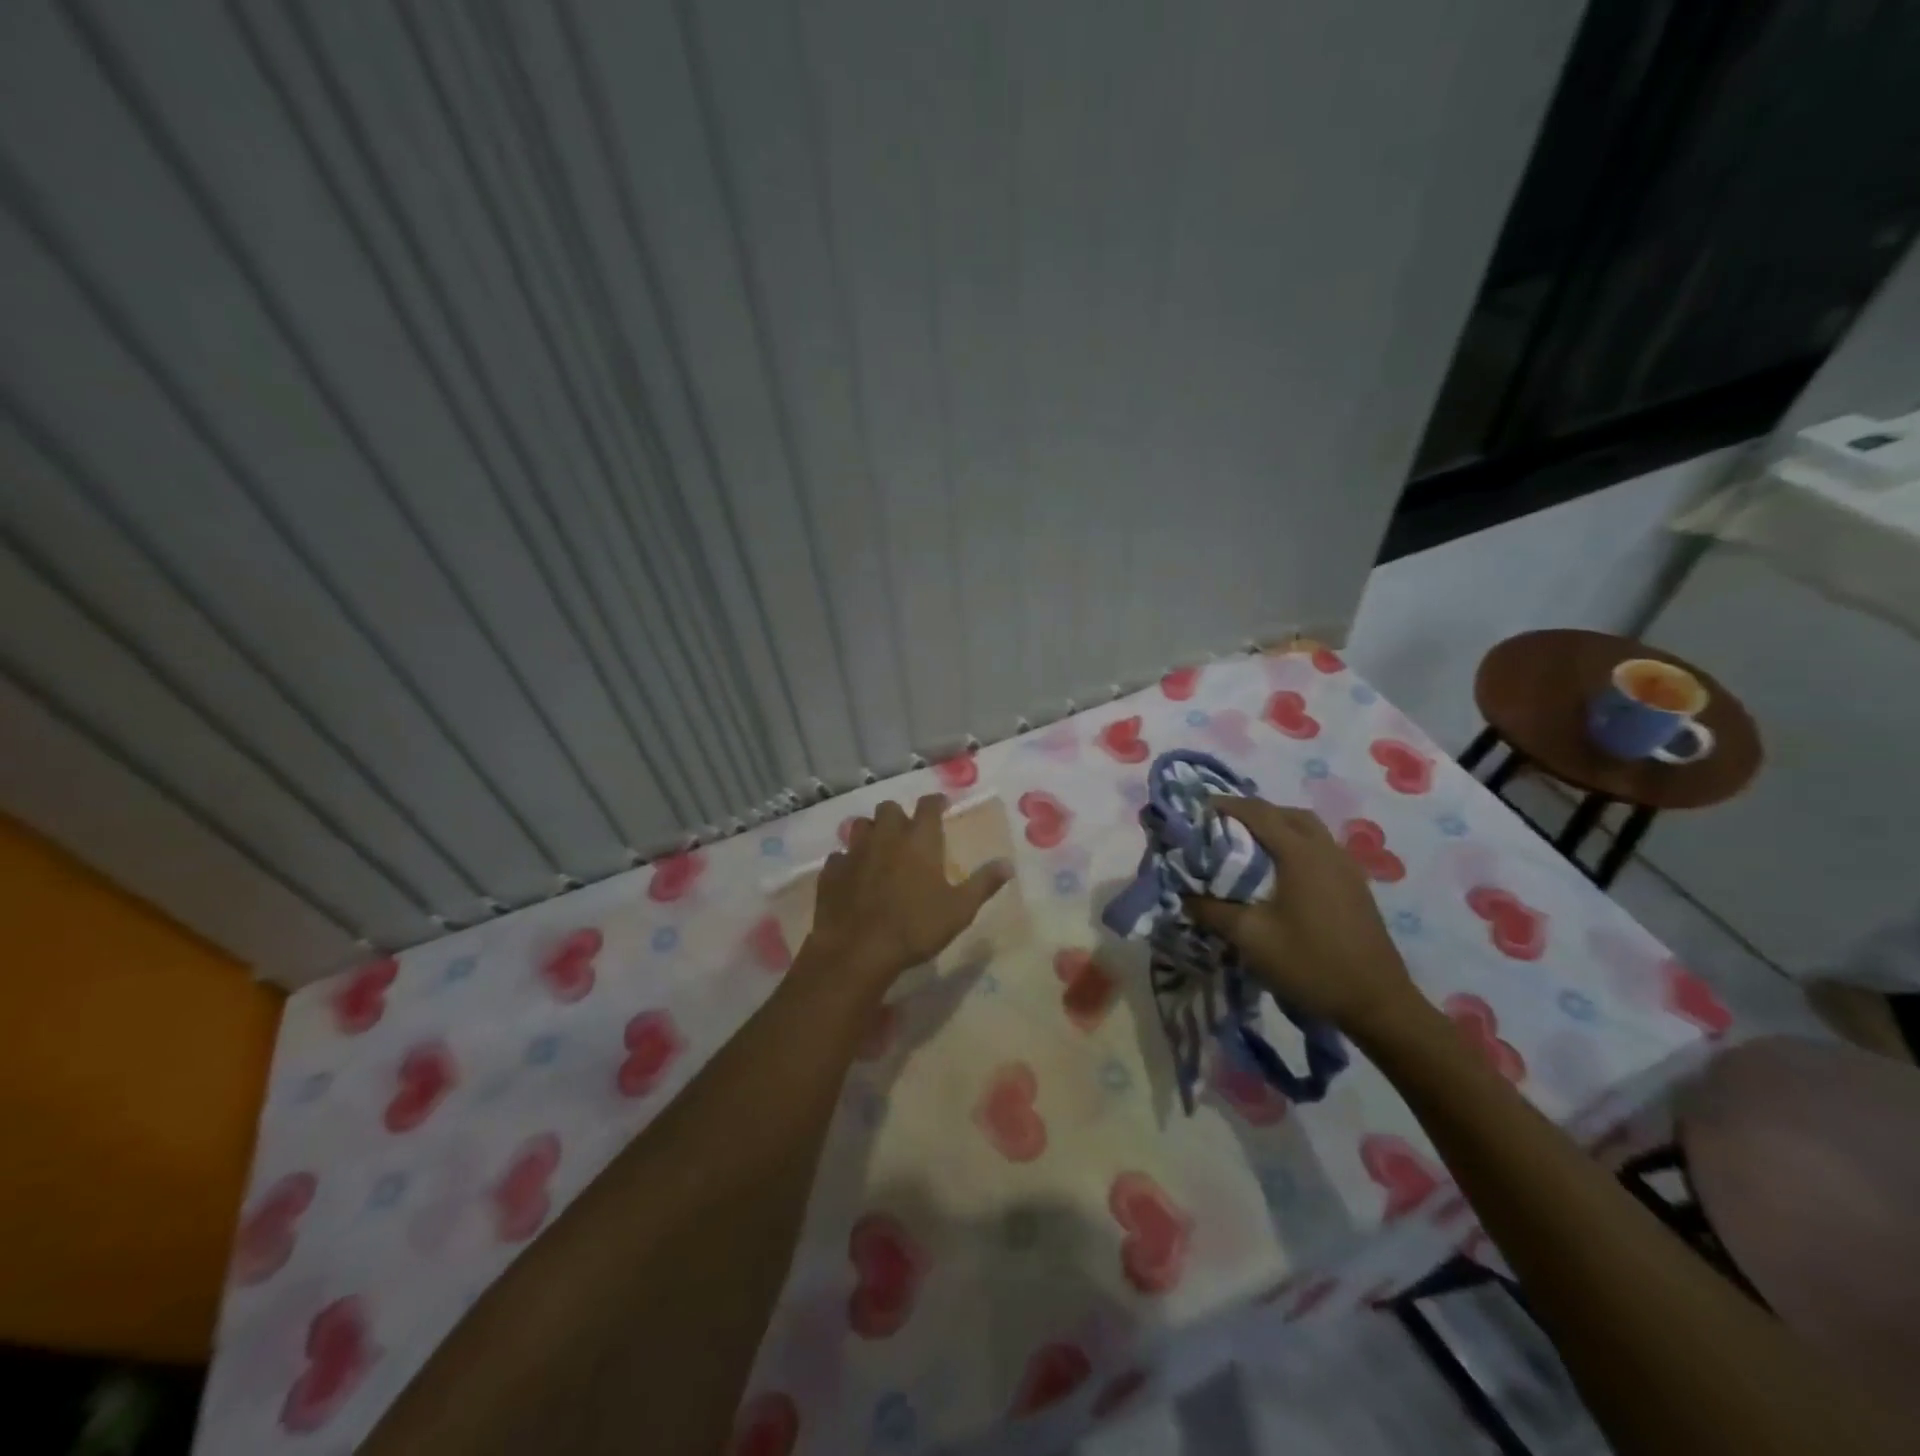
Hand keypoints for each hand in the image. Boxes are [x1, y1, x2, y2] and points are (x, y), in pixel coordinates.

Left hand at [807, 794, 1011, 992]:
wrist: (858, 950)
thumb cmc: (916, 927)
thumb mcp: (960, 910)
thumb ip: (983, 884)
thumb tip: (1008, 864)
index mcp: (919, 840)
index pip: (928, 806)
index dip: (935, 802)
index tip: (941, 805)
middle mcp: (886, 837)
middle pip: (889, 809)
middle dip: (898, 815)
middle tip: (907, 832)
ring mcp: (854, 852)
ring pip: (860, 826)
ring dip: (871, 832)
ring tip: (879, 849)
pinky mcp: (831, 872)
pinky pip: (838, 857)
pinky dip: (847, 861)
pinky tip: (852, 876)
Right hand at [1184, 798, 1421, 1039]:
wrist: (1377, 1003)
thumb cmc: (1311, 964)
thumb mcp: (1251, 938)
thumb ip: (1213, 911)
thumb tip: (1185, 895)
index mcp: (1301, 854)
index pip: (1259, 813)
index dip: (1227, 805)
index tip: (1200, 809)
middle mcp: (1327, 851)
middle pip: (1287, 813)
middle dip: (1253, 812)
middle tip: (1224, 825)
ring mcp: (1347, 868)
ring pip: (1308, 829)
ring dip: (1277, 827)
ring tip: (1249, 846)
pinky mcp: (1356, 886)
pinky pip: (1320, 848)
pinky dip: (1295, 845)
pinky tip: (1282, 873)